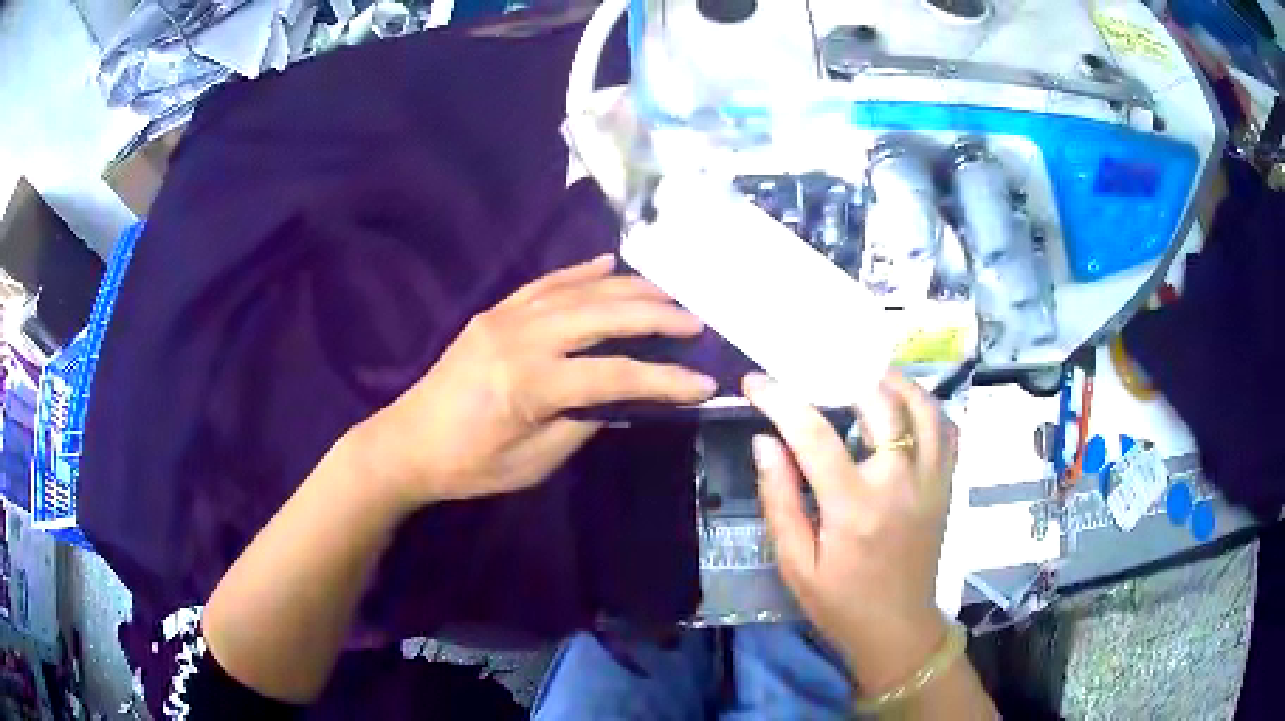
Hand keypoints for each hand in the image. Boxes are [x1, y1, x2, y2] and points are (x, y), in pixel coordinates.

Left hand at [357, 255, 715, 507]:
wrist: (408, 442)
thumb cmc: (470, 465)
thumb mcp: (533, 463)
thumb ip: (582, 421)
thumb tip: (622, 394)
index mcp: (531, 384)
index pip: (616, 375)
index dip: (665, 380)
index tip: (703, 383)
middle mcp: (521, 338)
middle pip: (603, 315)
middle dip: (656, 315)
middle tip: (694, 320)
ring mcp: (505, 317)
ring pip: (578, 290)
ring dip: (628, 288)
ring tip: (668, 292)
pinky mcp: (494, 311)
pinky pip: (545, 283)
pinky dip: (581, 271)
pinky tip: (610, 264)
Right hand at [743, 371, 956, 693]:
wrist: (897, 629)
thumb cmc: (840, 603)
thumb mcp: (795, 563)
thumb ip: (780, 499)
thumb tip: (765, 441)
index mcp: (855, 508)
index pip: (814, 435)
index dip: (781, 400)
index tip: (756, 382)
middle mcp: (900, 484)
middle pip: (880, 404)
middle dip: (842, 376)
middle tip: (814, 371)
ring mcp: (932, 481)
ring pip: (923, 408)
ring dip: (892, 383)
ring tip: (861, 376)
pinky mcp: (946, 485)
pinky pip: (946, 429)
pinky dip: (925, 406)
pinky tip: (902, 406)